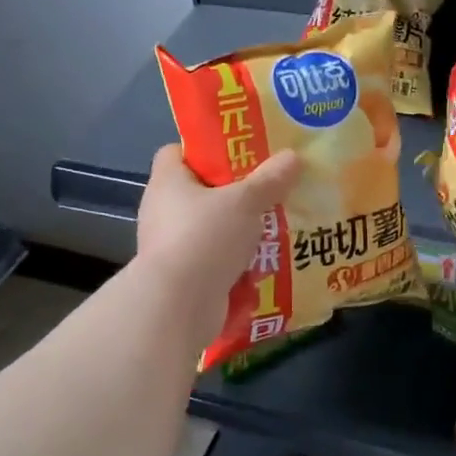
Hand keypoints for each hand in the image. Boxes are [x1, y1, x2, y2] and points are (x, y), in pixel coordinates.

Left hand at [136, 145, 300, 343]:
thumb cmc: (205, 238)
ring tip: (274, 224)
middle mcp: (162, 210)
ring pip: (210, 227)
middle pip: (199, 191)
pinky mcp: (182, 275)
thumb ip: (269, 180)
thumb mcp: (245, 202)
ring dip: (237, 228)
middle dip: (233, 192)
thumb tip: (293, 156)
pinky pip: (213, 258)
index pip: (177, 152)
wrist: (179, 306)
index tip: (238, 155)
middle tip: (268, 188)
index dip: (205, 150)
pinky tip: (263, 259)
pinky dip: (234, 259)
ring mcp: (170, 245)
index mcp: (168, 181)